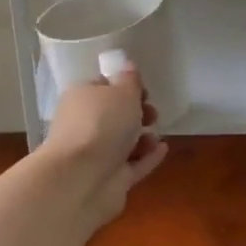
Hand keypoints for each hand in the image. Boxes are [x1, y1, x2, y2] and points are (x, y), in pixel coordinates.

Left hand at [42, 69, 167, 227]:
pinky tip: (163, 148)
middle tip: (153, 113)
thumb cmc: (102, 124)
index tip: (144, 91)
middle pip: (114, 116)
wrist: (82, 179)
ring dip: (143, 137)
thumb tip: (128, 66)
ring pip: (122, 142)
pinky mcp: (109, 180)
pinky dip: (147, 157)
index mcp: (82, 98)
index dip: (125, 86)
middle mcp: (84, 125)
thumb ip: (130, 80)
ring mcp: (95, 155)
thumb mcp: (122, 92)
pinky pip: (132, 164)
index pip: (103, 87)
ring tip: (157, 135)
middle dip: (137, 113)